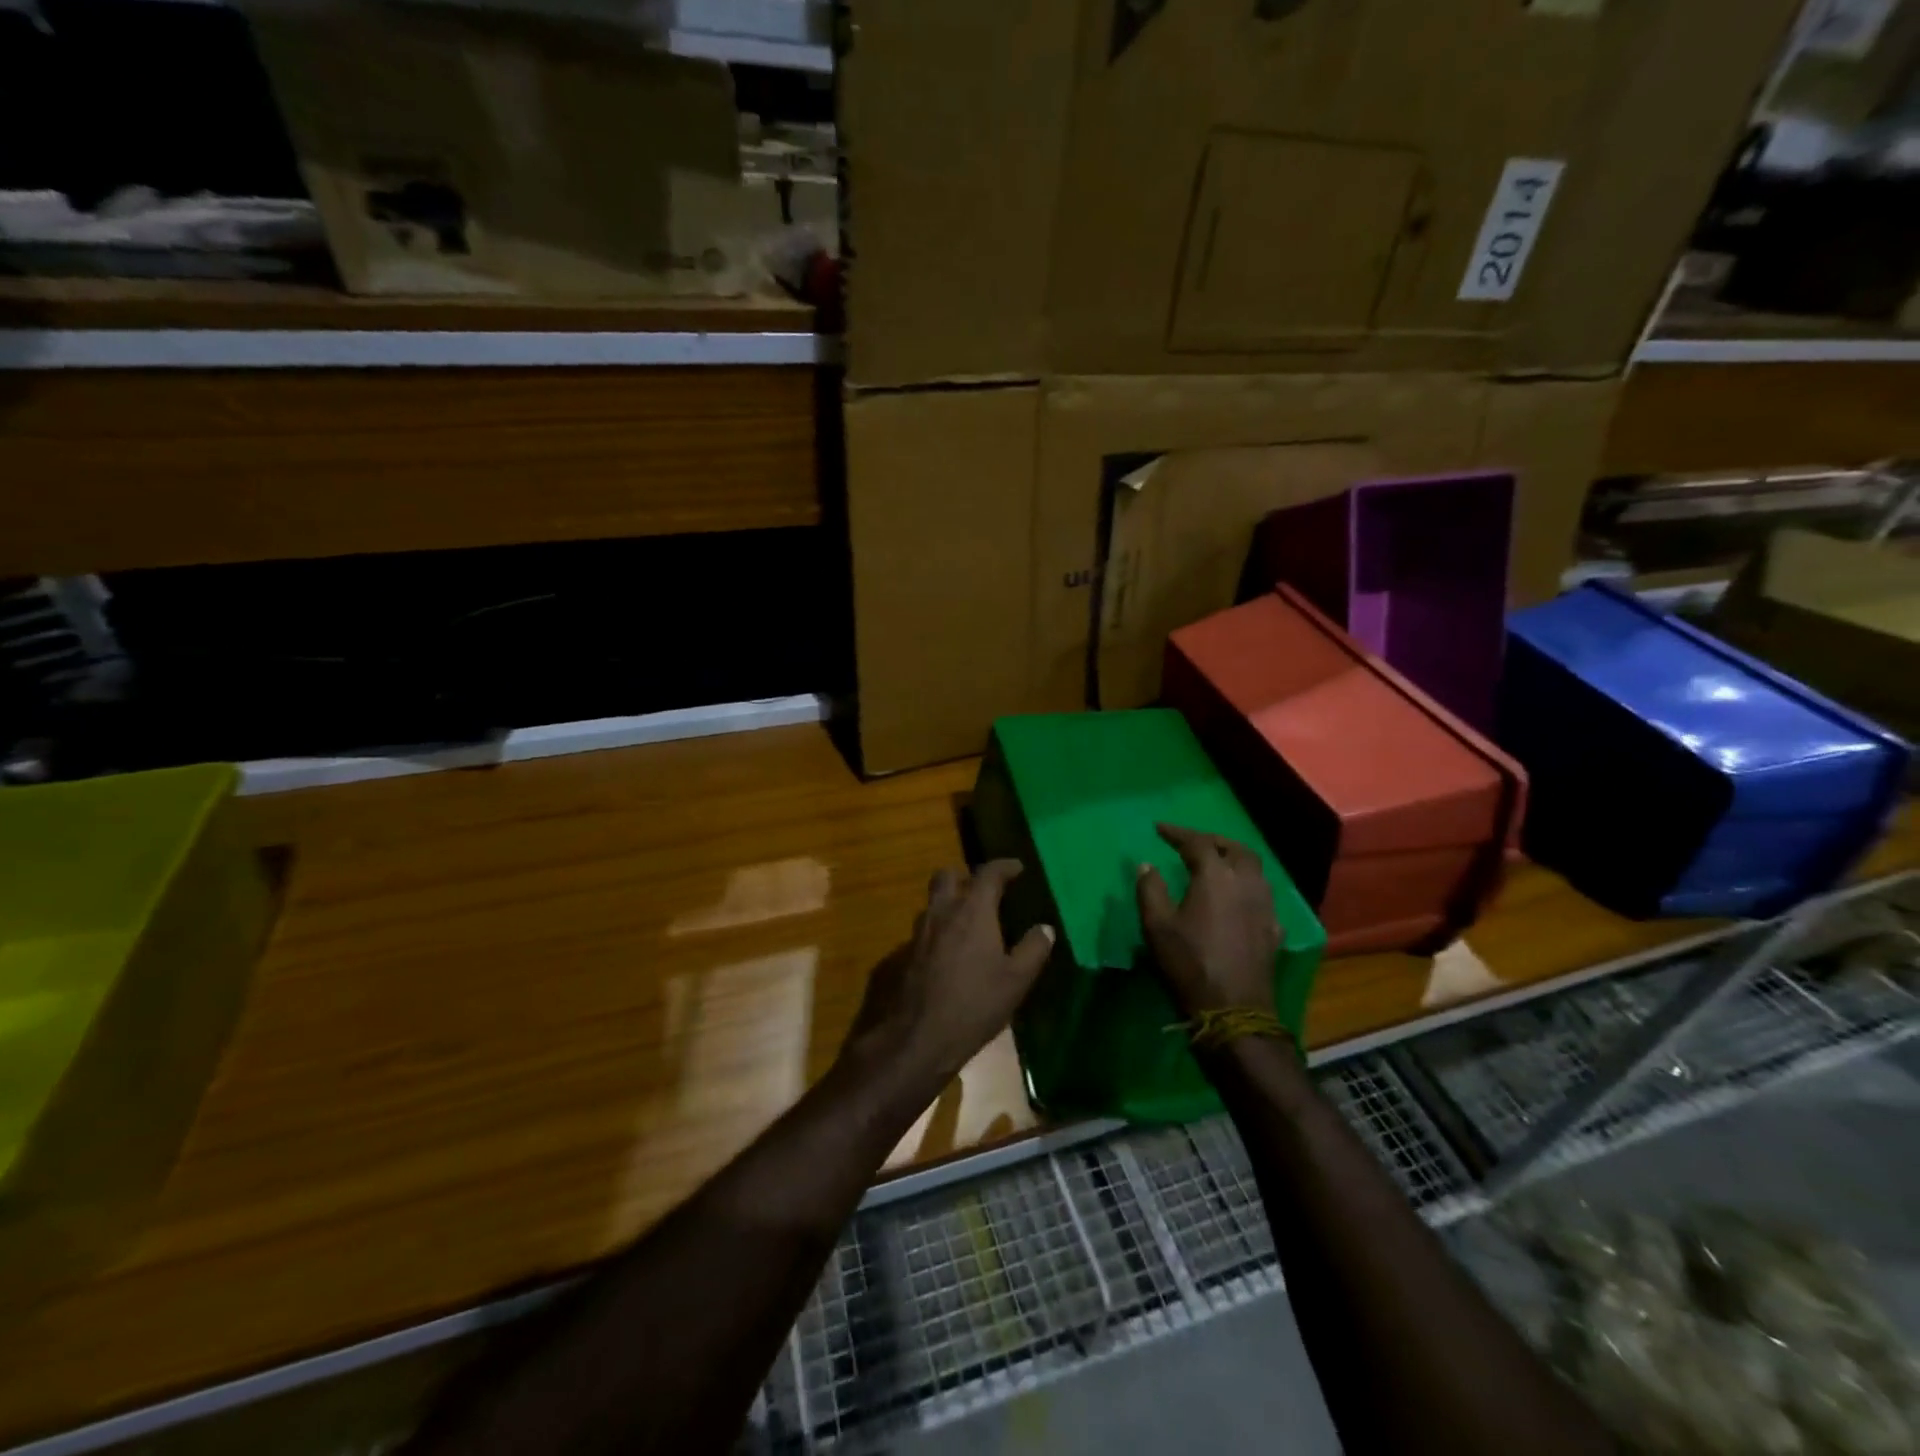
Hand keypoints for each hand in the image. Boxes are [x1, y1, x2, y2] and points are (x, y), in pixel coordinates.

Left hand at [845, 860, 1055, 1087]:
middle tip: (985, 893)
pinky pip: (923, 931)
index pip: (988, 873)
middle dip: (966, 877)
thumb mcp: (1016, 981)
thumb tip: (1045, 928)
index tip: (1017, 868)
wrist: (918, 1038)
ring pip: (932, 903)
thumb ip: (1033, 949)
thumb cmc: (974, 1004)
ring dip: (950, 904)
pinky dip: (938, 932)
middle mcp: (941, 912)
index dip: (1004, 866)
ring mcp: (918, 933)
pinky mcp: (903, 955)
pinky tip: (948, 955)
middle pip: (947, 876)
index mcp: (972, 911)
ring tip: (969, 924)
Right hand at [1136, 824, 1281, 1016]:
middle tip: (1193, 842)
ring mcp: (1265, 907)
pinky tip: (1239, 899)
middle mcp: (1246, 883)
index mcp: (1216, 876)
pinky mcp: (1273, 929)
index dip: (1177, 833)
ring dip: (1235, 859)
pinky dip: (1248, 887)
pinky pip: (1263, 896)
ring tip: (1217, 864)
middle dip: (1213, 840)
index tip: (1159, 828)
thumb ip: (1150, 889)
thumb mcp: (1157, 926)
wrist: (1233, 1009)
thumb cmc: (1189, 963)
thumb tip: (1147, 865)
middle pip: (1236, 849)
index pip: (1198, 842)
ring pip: (1255, 869)